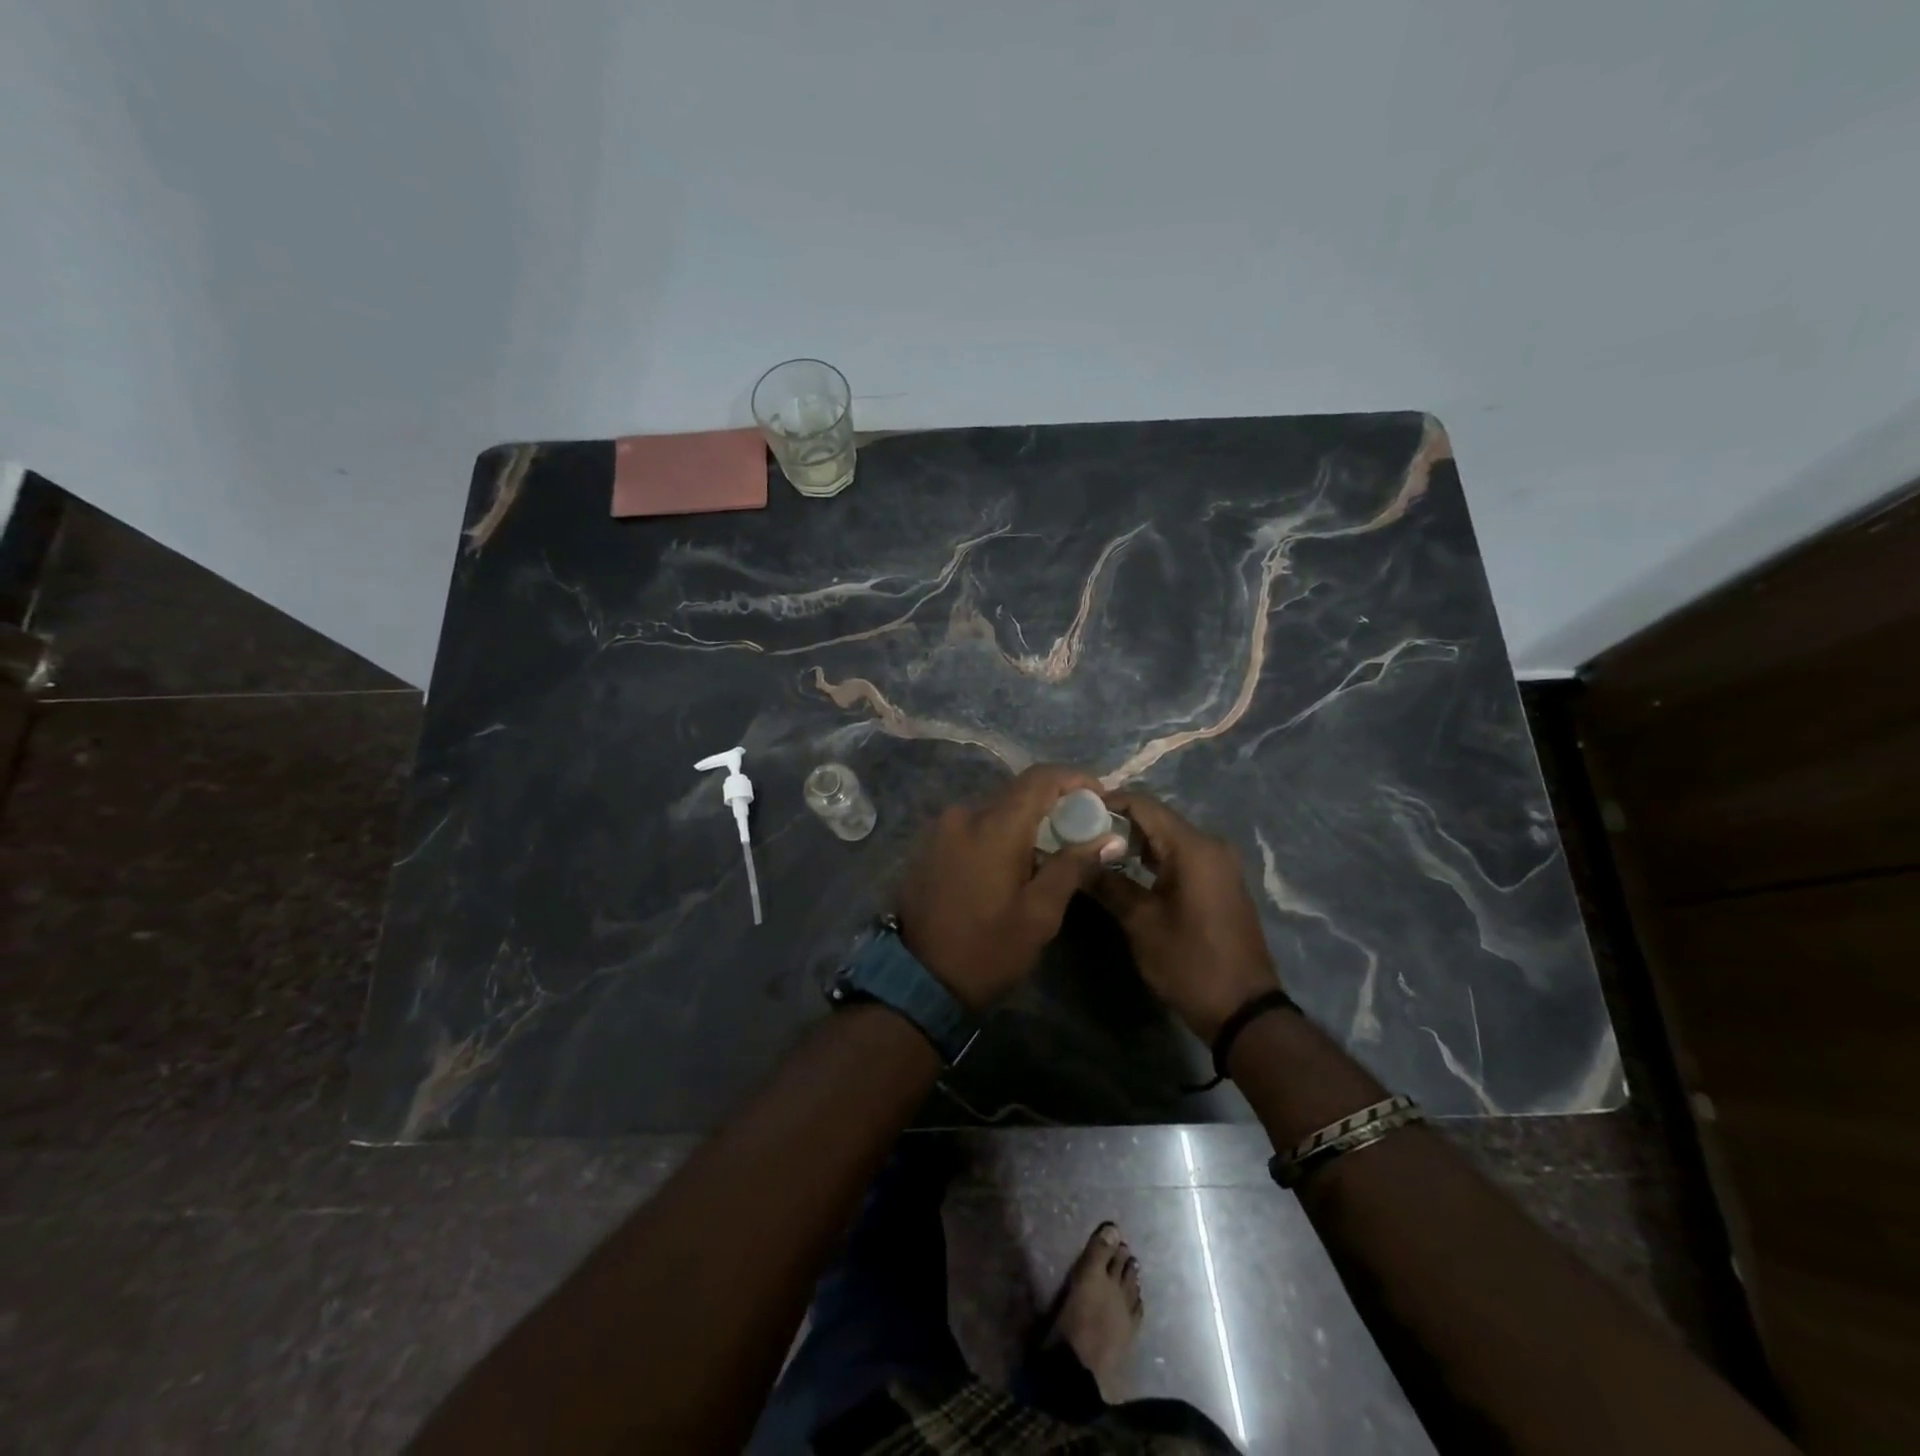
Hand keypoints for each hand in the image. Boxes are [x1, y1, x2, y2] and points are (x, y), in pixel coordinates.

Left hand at [895, 765, 1126, 1010]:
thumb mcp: (1040, 914)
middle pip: (1018, 793)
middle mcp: (964, 815)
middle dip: (1054, 805)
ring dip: (1026, 823)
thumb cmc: (988, 950)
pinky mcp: (930, 845)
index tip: (1100, 796)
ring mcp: (942, 829)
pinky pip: (975, 826)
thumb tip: (1109, 837)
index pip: (1040, 778)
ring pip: (996, 810)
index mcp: (994, 826)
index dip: (1075, 779)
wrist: (918, 980)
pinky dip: (1000, 834)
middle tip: (1082, 831)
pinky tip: (1013, 863)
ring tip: (1050, 852)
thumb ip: (1073, 866)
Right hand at [1088, 790, 1282, 1040]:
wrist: (1244, 1009)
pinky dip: (1153, 858)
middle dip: (1117, 824)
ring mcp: (1219, 863)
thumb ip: (1108, 884)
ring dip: (1134, 842)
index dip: (1108, 803)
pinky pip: (1181, 856)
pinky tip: (1126, 870)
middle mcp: (1210, 845)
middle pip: (1156, 818)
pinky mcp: (1219, 882)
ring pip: (1168, 838)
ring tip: (1095, 852)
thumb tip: (1076, 861)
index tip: (1075, 811)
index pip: (1144, 805)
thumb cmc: (1190, 963)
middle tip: (1079, 834)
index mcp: (1193, 848)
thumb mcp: (1141, 923)